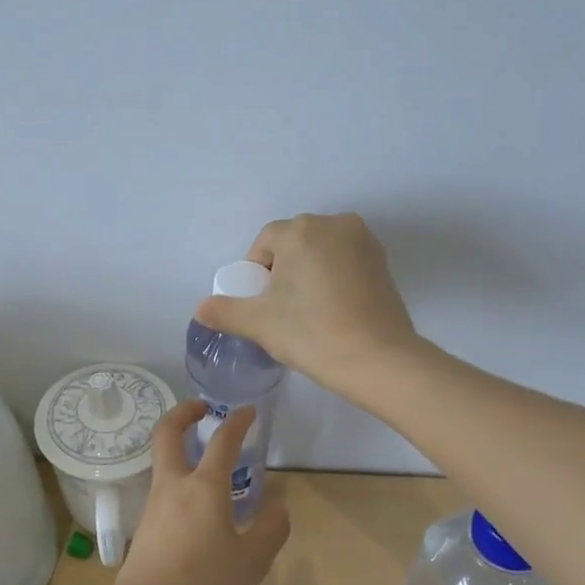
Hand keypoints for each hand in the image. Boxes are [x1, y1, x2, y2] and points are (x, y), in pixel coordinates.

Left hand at [107, 399, 290, 584]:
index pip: (223, 441)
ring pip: (162, 462)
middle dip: (183, 413)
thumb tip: (279, 508)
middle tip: (202, 409)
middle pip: (167, 433)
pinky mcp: (144, 526)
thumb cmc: (204, 582)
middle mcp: (174, 486)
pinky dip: (179, 480)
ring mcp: (154, 505)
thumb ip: (270, 531)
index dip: (238, 421)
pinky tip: (197, 506)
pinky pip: (163, 490)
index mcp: (205, 487)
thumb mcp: (252, 561)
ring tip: (207, 463)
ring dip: (180, 449)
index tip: (248, 410)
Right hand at [194, 213, 418, 395]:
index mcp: (301, 230)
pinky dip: (334, 280)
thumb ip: (225, 311)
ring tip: (308, 312)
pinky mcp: (384, 263)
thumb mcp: (259, 324)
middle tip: (281, 310)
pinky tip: (334, 311)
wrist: (378, 359)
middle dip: (282, 271)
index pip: (265, 242)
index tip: (260, 305)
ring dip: (309, 274)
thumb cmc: (312, 333)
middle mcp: (335, 224)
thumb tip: (201, 309)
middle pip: (294, 243)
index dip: (255, 273)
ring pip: (321, 252)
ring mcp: (365, 242)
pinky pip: (346, 263)